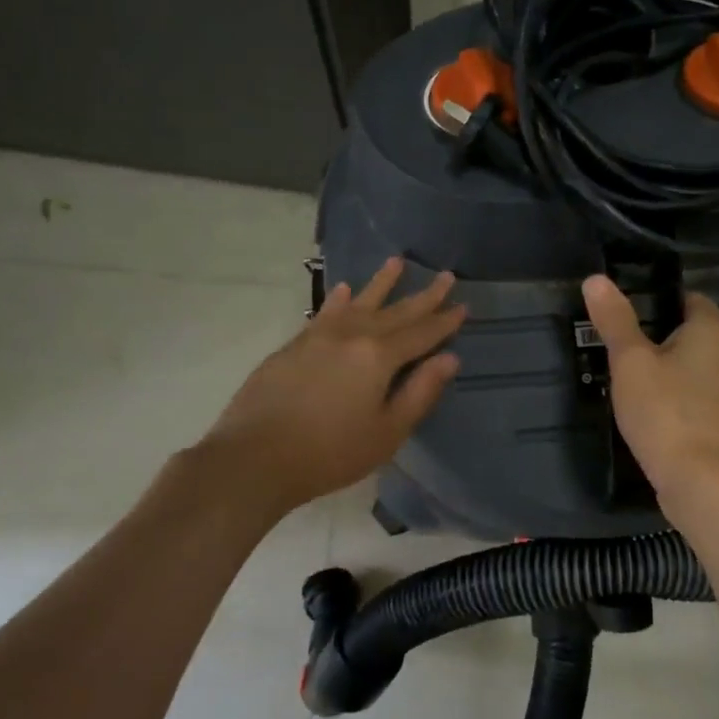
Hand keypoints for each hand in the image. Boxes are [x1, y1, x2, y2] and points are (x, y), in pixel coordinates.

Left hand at [204, 258, 464, 512]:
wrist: (255, 457)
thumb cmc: (330, 453)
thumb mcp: (387, 432)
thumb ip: (420, 392)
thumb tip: (450, 359)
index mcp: (379, 357)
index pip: (421, 333)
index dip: (444, 321)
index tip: (463, 305)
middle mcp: (351, 335)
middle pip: (395, 312)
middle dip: (423, 296)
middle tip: (446, 276)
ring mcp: (319, 336)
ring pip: (359, 302)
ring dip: (381, 283)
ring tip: (397, 261)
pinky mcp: (294, 345)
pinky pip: (325, 312)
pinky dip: (339, 300)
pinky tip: (345, 290)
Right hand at [581, 274, 718, 512]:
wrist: (701, 482)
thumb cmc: (665, 411)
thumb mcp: (630, 361)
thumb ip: (614, 320)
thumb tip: (596, 279)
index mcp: (713, 331)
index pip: (690, 298)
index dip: (659, 299)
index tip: (625, 310)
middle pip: (691, 332)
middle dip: (658, 334)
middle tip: (617, 343)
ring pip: (694, 366)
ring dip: (666, 367)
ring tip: (627, 375)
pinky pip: (695, 394)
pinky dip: (674, 394)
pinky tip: (648, 407)